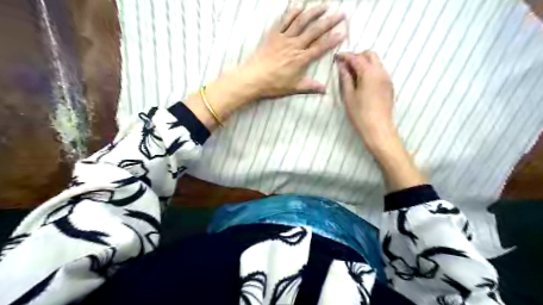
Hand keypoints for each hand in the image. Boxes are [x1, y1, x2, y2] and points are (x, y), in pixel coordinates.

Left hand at [185, 6, 342, 129]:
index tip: (343, 33)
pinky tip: (298, 7)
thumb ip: (310, 87)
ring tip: (324, 5)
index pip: (320, 47)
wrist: (253, 78)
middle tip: (340, 14)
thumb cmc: (273, 84)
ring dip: (313, 12)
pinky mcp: (273, 35)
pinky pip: (284, 21)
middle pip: (314, 31)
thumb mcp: (294, 88)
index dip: (332, 40)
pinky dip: (291, 13)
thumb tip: (324, 90)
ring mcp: (283, 38)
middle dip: (329, 22)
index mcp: (301, 59)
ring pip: (301, 22)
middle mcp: (294, 46)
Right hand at [339, 51, 397, 151]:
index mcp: (369, 73)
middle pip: (370, 55)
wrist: (378, 129)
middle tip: (345, 66)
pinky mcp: (389, 86)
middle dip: (357, 56)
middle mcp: (381, 71)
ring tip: (352, 74)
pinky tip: (362, 82)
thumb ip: (345, 78)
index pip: (356, 58)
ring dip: (364, 63)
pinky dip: (370, 70)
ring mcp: (387, 78)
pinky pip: (380, 71)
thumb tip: (342, 66)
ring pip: (376, 62)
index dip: (345, 56)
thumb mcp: (349, 96)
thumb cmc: (360, 114)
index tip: (336, 57)